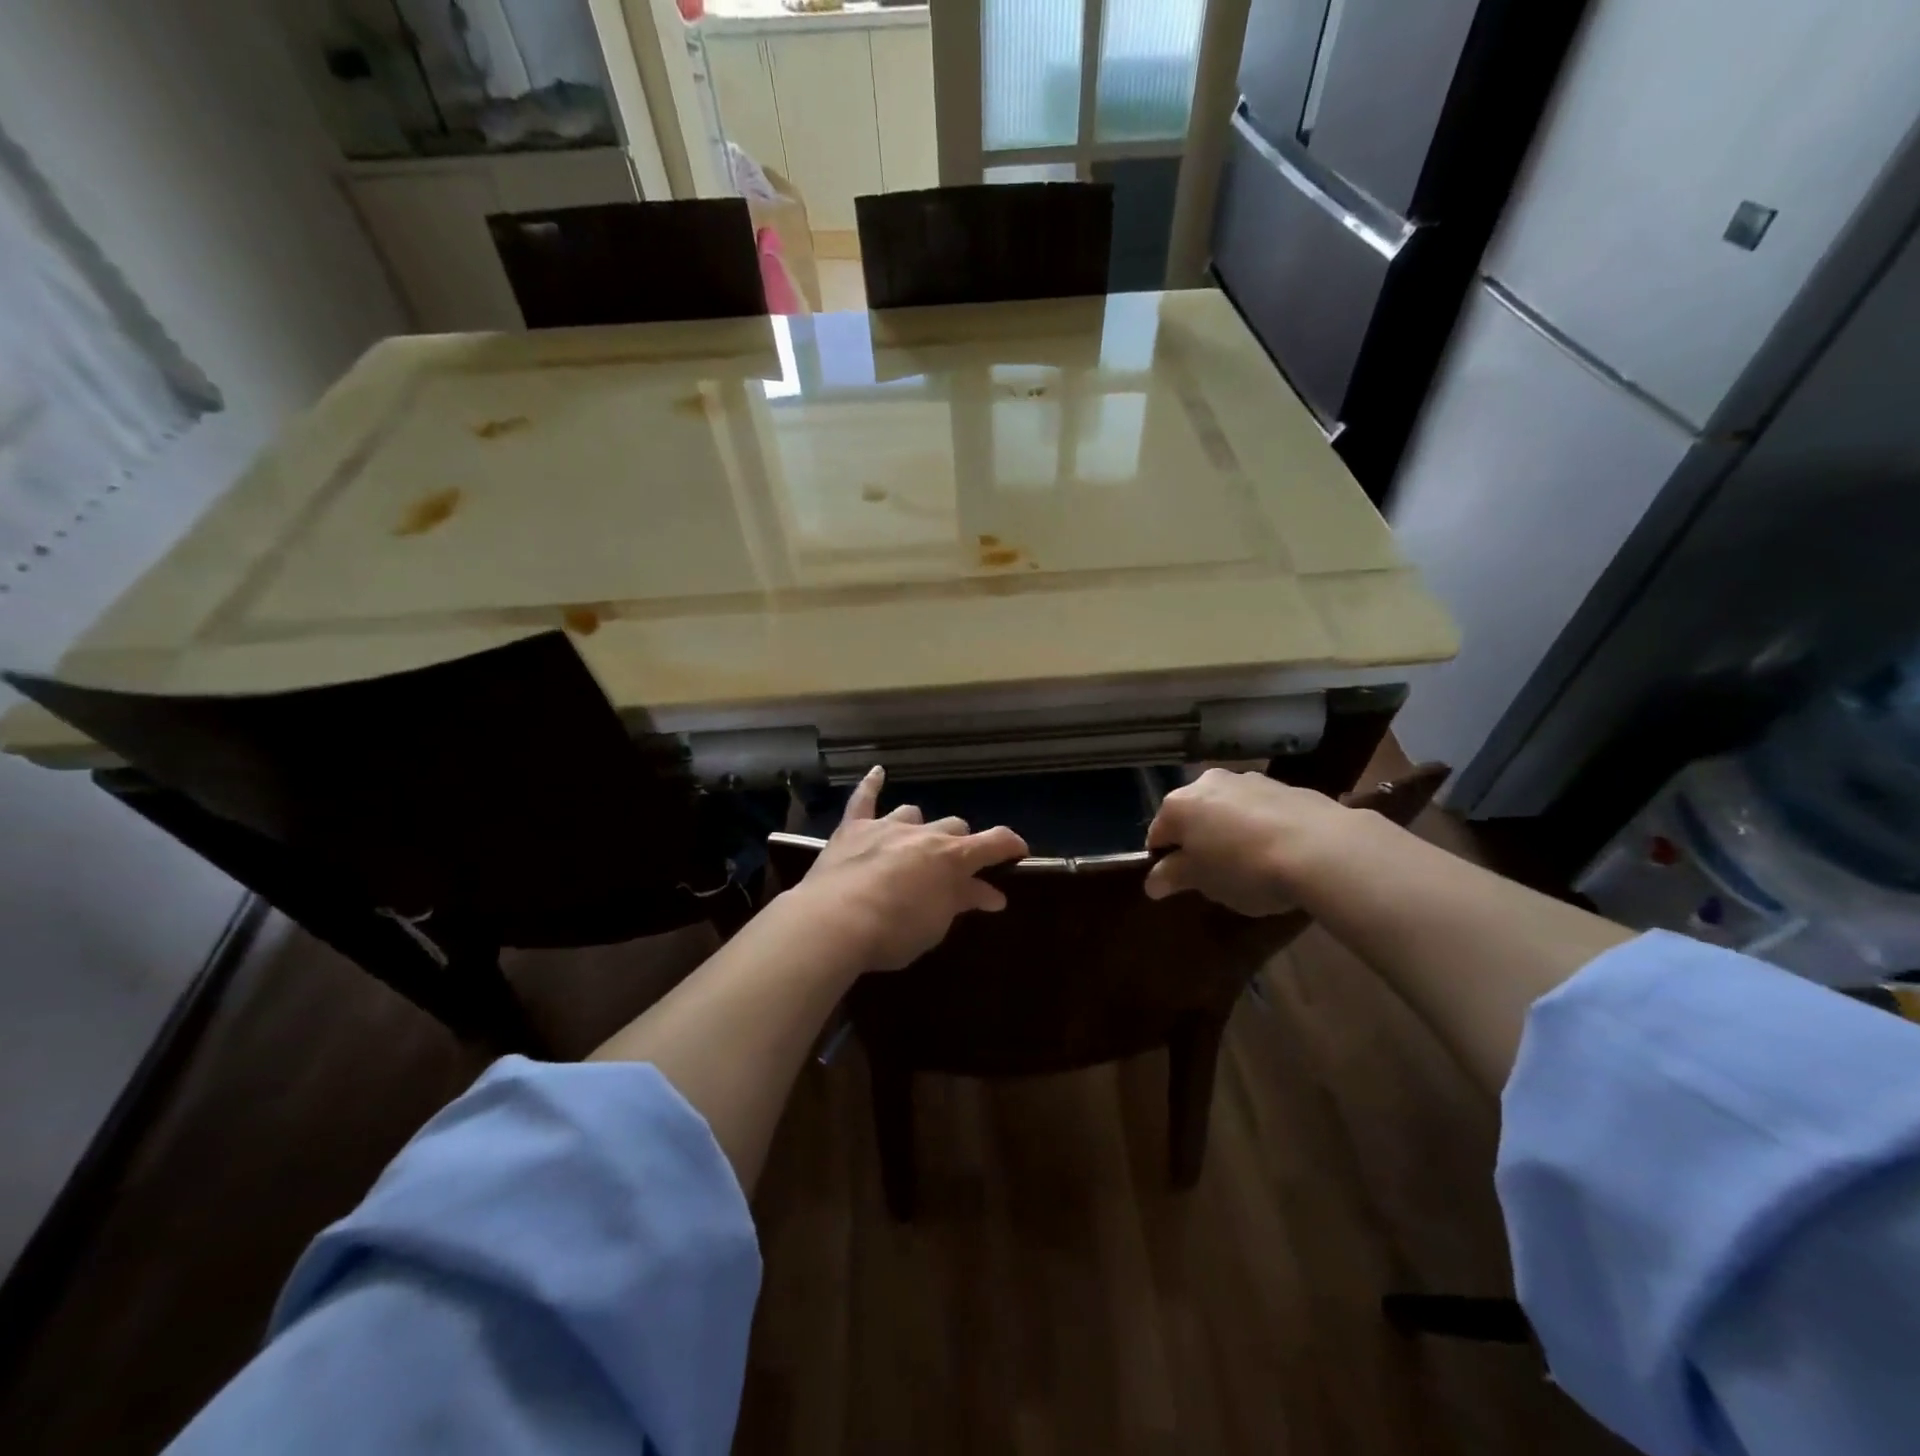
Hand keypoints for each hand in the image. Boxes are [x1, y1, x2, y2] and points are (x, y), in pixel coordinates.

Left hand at [794, 766, 1028, 970]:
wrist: (835, 922)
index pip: (994, 842)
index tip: (1019, 852)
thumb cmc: (894, 932)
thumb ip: (962, 902)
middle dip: (958, 843)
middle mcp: (924, 833)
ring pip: (912, 812)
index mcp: (952, 858)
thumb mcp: (936, 925)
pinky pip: (864, 799)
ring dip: (918, 826)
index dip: (1010, 845)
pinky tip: (877, 772)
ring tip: (913, 843)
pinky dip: (871, 785)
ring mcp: (887, 826)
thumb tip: (993, 895)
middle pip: (953, 825)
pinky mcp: (853, 828)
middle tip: (953, 868)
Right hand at [1144, 768, 1358, 915]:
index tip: (1179, 883)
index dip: (1164, 861)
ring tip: (1251, 863)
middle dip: (1198, 841)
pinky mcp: (1284, 785)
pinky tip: (1278, 851)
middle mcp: (1207, 783)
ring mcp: (1248, 779)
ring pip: (1227, 808)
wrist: (1321, 849)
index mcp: (1178, 805)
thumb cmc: (1245, 868)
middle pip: (1192, 816)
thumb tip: (1152, 882)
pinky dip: (1260, 825)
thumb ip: (1173, 877)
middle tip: (1214, 874)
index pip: (1157, 834)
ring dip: (1229, 830)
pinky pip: (1260, 809)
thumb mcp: (1203, 882)